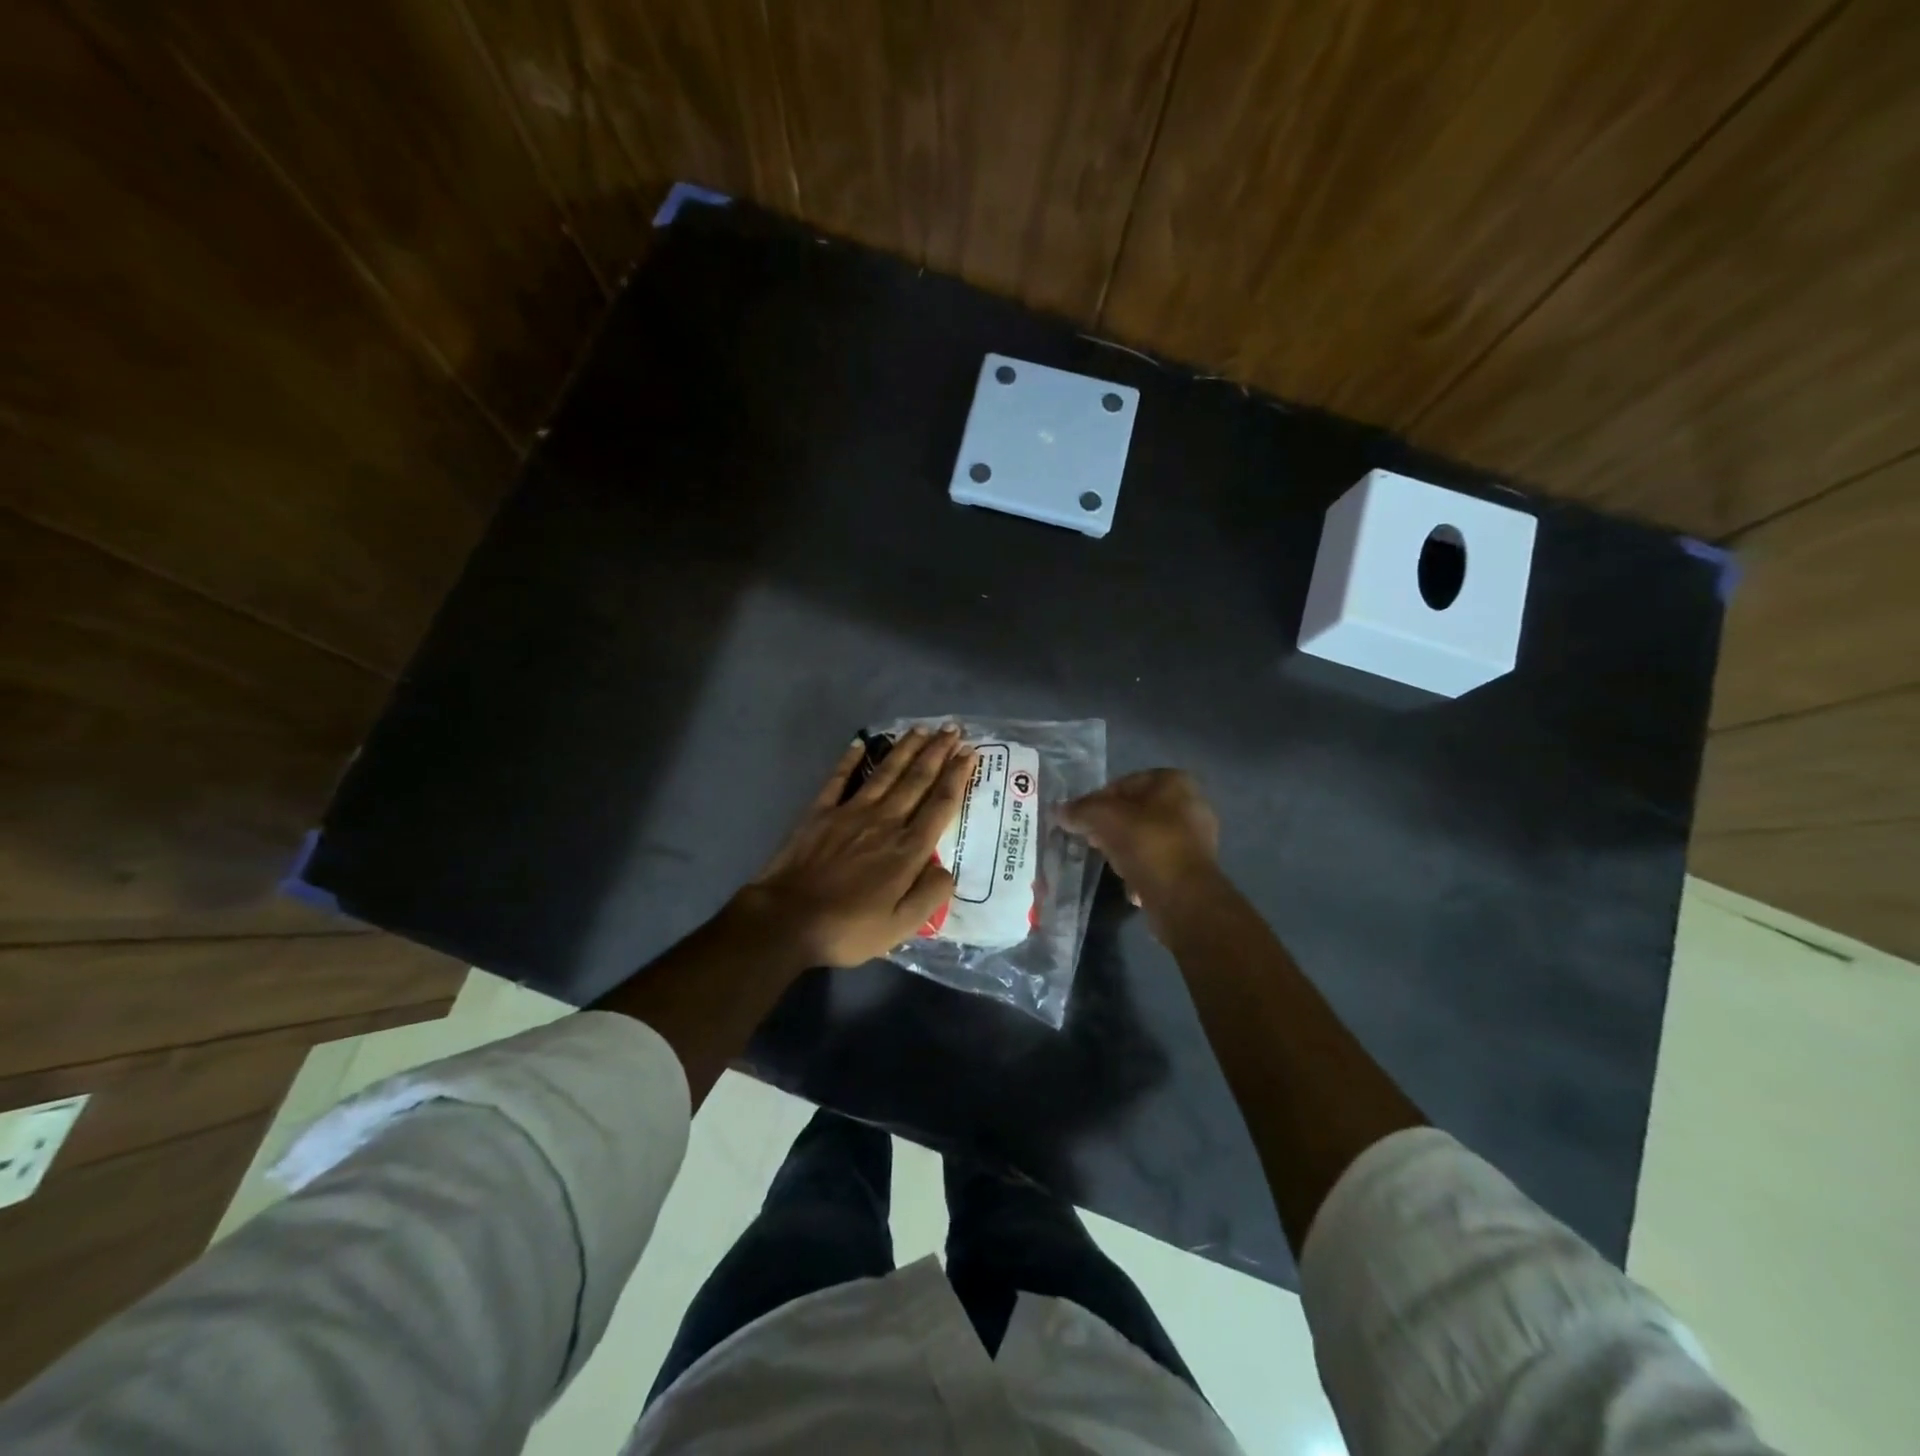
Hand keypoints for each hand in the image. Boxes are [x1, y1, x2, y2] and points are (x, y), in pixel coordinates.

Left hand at [733, 727, 974, 968]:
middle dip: (938, 752)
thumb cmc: (847, 928)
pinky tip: (861, 742)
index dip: (958, 777)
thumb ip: (929, 896)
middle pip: (917, 780)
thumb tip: (948, 870)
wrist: (786, 920)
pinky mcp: (820, 812)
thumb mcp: (900, 927)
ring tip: (922, 729)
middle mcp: (884, 821)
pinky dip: (850, 759)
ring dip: (906, 749)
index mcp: (907, 850)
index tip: (970, 752)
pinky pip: (839, 778)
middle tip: (953, 729)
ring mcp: (850, 812)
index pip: (940, 805)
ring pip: (885, 772)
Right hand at [1059, 769, 1220, 921]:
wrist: (1182, 894)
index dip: (1097, 800)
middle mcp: (1191, 803)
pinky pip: (1158, 861)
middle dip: (1111, 825)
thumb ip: (1079, 810)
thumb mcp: (1103, 818)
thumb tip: (1058, 811)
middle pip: (1136, 810)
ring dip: (1125, 848)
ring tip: (1107, 862)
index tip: (1081, 819)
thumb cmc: (1145, 842)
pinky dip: (1141, 868)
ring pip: (1146, 836)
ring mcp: (1196, 837)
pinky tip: (1128, 883)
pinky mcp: (1195, 867)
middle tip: (1090, 840)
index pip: (1124, 783)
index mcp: (1174, 781)